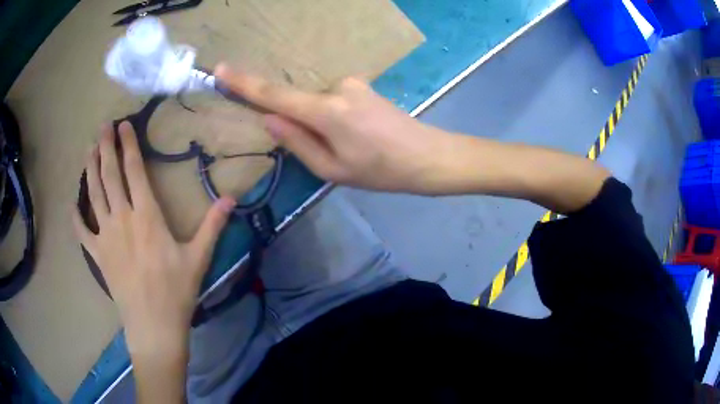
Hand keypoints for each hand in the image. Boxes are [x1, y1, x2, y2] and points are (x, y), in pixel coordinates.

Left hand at [72, 122, 235, 350]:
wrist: (154, 326)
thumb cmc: (176, 291)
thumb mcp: (199, 258)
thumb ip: (212, 225)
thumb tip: (231, 198)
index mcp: (146, 216)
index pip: (134, 170)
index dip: (128, 144)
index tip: (124, 124)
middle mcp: (122, 218)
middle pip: (110, 175)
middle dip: (106, 147)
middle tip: (102, 126)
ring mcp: (105, 236)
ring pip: (94, 195)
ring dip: (90, 169)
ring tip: (89, 150)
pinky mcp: (97, 255)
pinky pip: (82, 232)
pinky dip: (76, 216)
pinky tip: (72, 203)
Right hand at [215, 64, 453, 192]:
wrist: (428, 156)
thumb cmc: (381, 171)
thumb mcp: (332, 169)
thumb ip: (297, 142)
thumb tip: (269, 119)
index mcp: (326, 111)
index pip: (274, 94)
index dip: (244, 83)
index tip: (221, 70)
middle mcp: (337, 88)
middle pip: (297, 101)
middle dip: (299, 125)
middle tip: (330, 151)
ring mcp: (352, 83)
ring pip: (316, 103)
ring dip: (320, 125)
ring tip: (351, 147)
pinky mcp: (361, 85)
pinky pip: (331, 99)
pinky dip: (331, 116)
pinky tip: (357, 135)